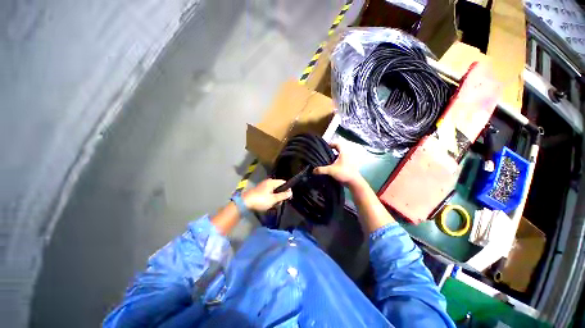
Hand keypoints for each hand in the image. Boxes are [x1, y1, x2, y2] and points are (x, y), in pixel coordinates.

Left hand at [242, 179, 291, 211]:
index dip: (287, 189)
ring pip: (274, 191)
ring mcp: (263, 186)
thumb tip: (291, 192)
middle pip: (279, 187)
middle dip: (281, 195)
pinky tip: (270, 204)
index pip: (283, 182)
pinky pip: (269, 193)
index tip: (289, 197)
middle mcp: (268, 182)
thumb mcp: (273, 199)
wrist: (245, 203)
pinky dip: (271, 198)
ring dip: (276, 198)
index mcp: (272, 182)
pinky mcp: (260, 191)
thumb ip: (283, 195)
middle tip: (280, 203)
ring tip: (274, 205)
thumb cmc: (261, 200)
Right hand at [314, 143, 363, 185]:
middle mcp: (347, 155)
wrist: (354, 182)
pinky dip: (336, 162)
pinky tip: (331, 167)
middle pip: (338, 150)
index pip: (337, 144)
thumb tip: (313, 170)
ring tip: (327, 161)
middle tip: (324, 154)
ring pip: (340, 156)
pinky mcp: (348, 166)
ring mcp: (348, 161)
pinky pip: (341, 161)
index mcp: (344, 152)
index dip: (331, 144)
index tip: (325, 147)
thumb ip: (321, 170)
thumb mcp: (331, 170)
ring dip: (334, 157)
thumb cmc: (344, 172)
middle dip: (331, 151)